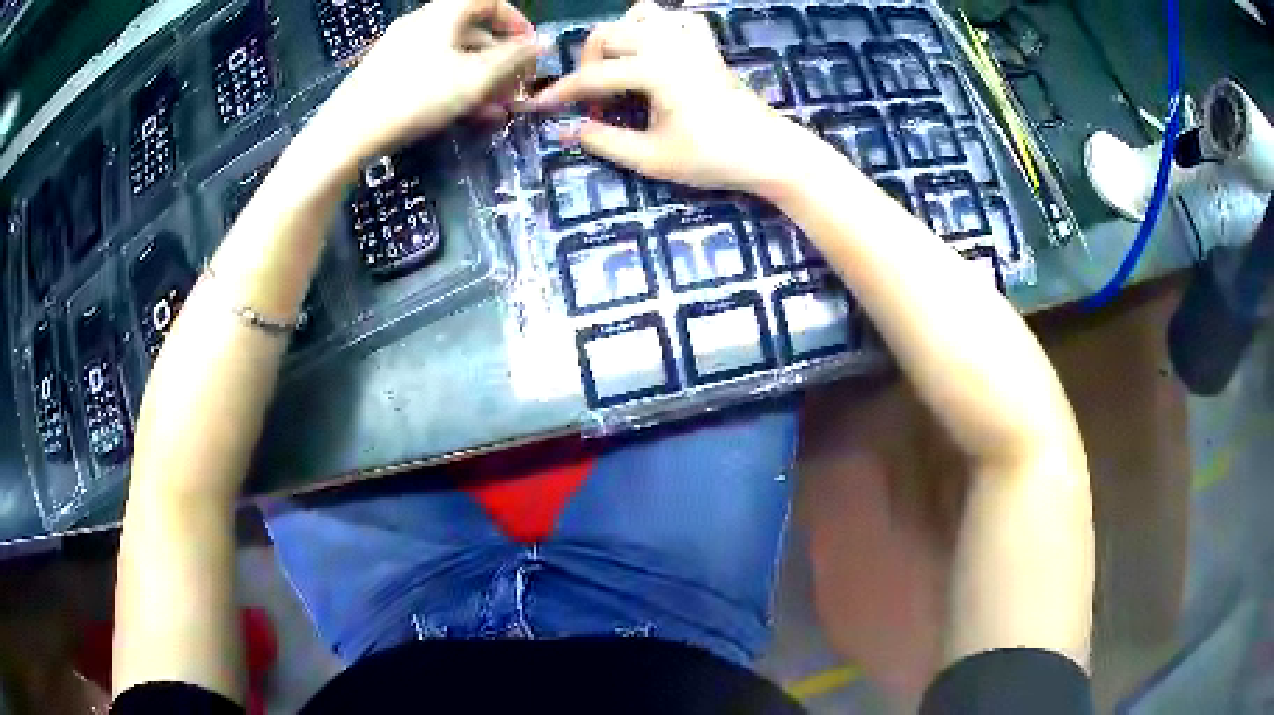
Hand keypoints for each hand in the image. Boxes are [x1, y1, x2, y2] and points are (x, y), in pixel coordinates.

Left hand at [312, 0, 540, 161]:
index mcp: (444, 12)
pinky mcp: (385, 71)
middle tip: (515, 87)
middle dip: (500, 58)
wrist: (348, 131)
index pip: (491, 1)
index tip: (531, 49)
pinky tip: (462, 112)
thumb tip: (539, 43)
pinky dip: (452, 84)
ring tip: (494, 109)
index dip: (517, 22)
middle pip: (472, 30)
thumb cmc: (417, 96)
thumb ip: (513, 58)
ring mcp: (400, 46)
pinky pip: (430, 69)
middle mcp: (422, 21)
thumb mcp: (475, 78)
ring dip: (479, 77)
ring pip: (451, 54)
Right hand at [525, 2, 823, 192]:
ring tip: (619, 68)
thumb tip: (567, 131)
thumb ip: (604, 141)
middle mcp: (669, 44)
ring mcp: (691, 40)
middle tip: (594, 100)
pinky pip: (677, 18)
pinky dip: (658, 27)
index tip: (536, 107)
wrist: (769, 152)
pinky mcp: (707, 45)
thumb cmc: (713, 158)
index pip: (593, 76)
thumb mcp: (652, 158)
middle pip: (608, 34)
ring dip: (620, 37)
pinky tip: (656, 51)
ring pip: (640, 14)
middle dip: (588, 64)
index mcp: (654, 70)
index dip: (561, 92)